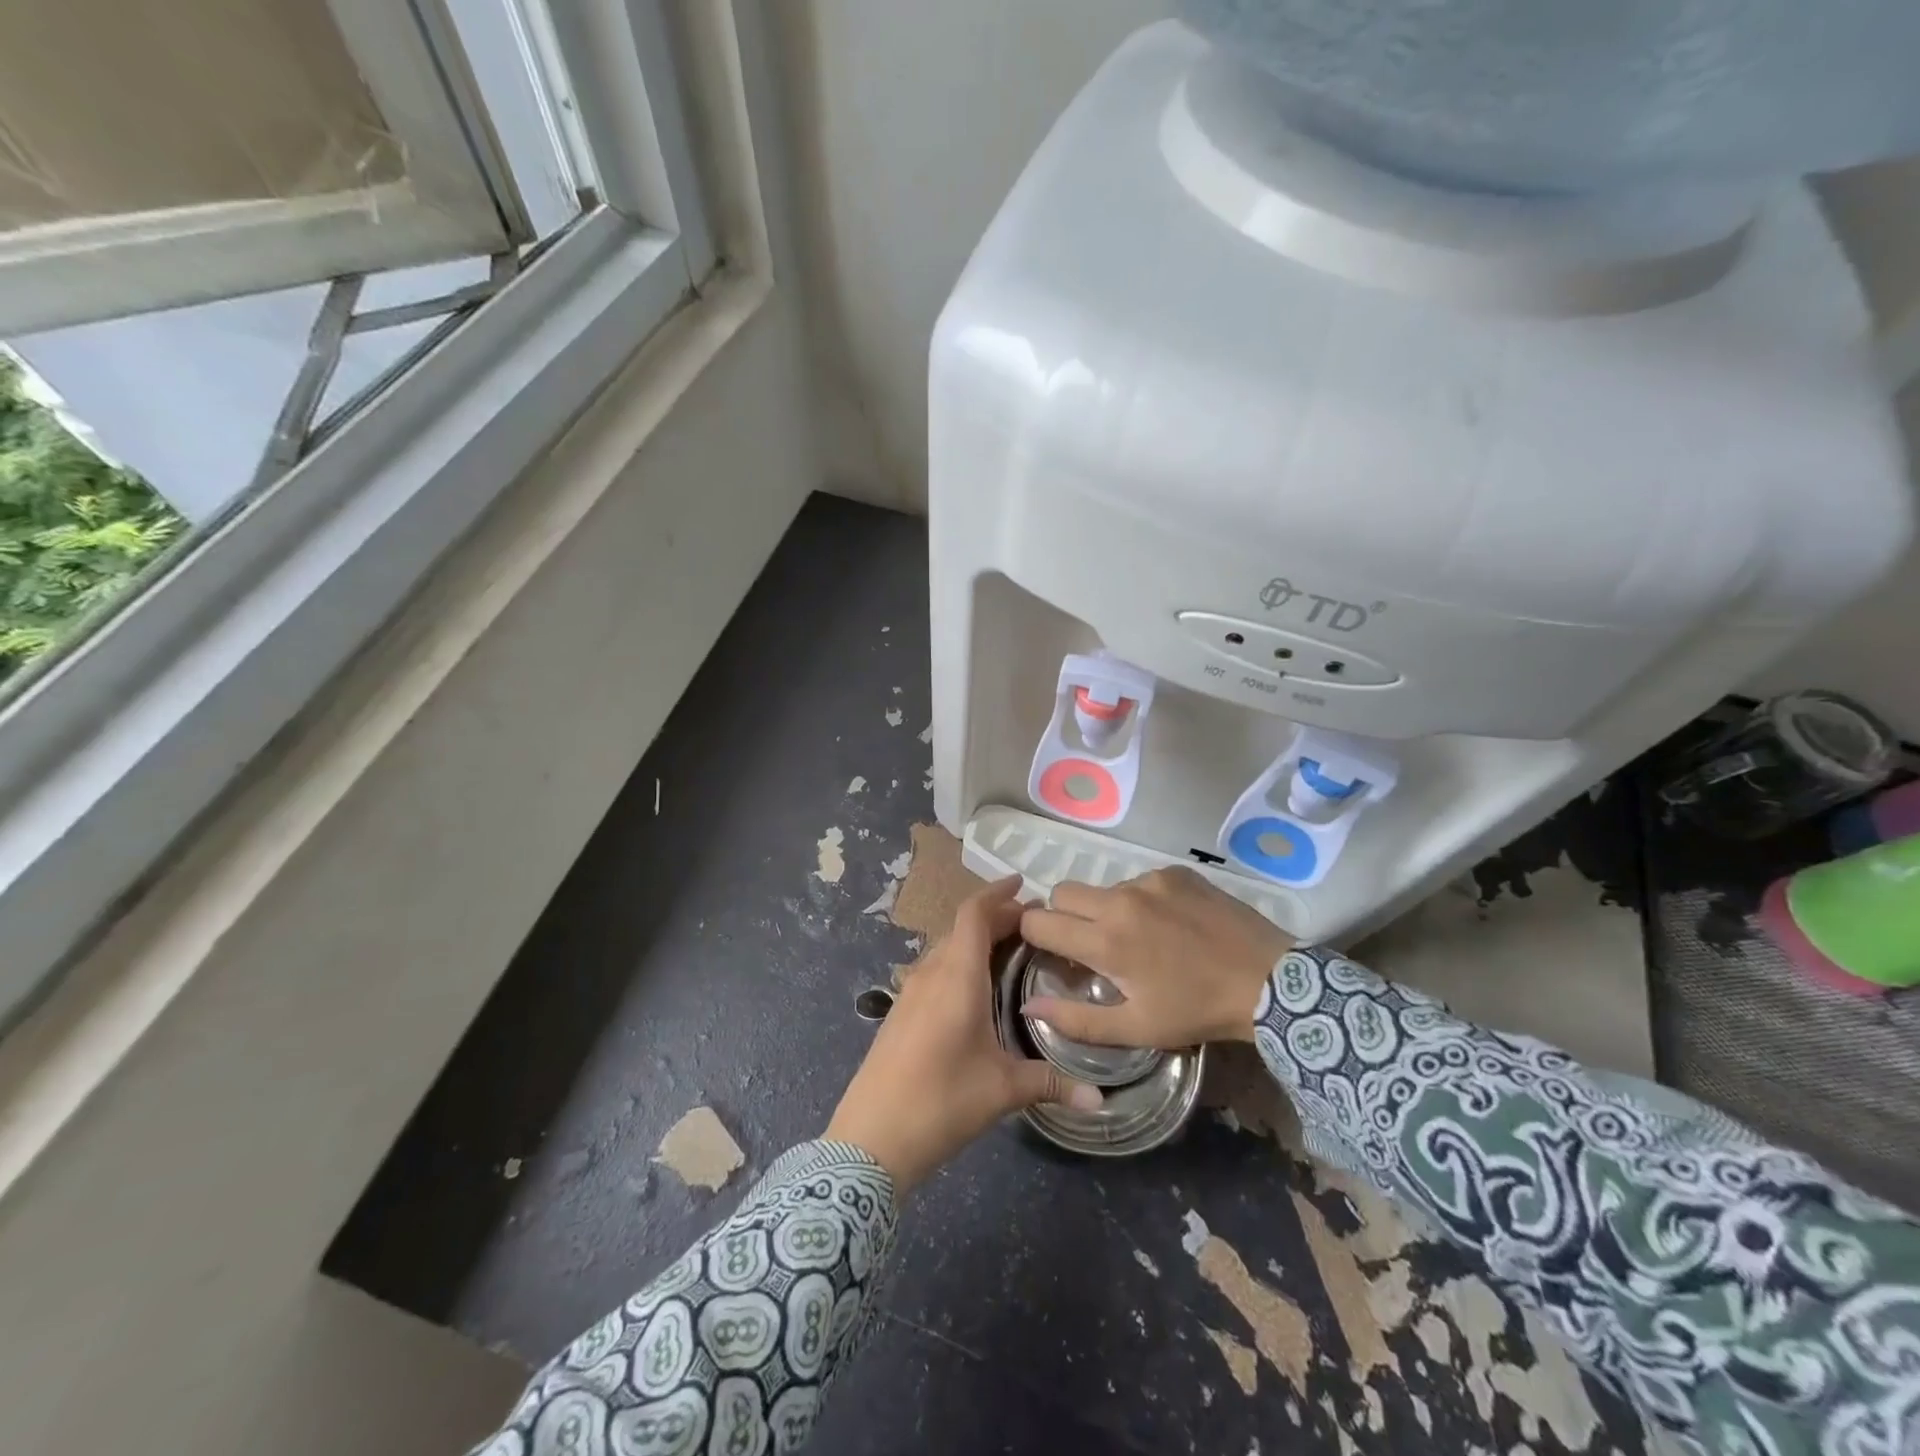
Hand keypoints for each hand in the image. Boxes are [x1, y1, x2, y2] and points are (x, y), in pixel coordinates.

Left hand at [825, 877, 1102, 1192]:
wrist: (871, 1137)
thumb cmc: (942, 1100)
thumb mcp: (1003, 1090)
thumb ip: (1052, 1084)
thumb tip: (1101, 1100)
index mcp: (957, 976)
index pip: (974, 914)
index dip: (997, 893)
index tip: (1024, 884)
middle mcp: (931, 972)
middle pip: (962, 927)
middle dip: (995, 917)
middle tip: (1032, 926)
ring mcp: (910, 991)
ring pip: (946, 947)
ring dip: (975, 940)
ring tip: (1009, 951)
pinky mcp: (901, 1011)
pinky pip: (934, 969)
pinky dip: (959, 961)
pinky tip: (976, 988)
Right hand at [1019, 867, 1291, 1047]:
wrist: (1271, 983)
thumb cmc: (1197, 1011)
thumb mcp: (1136, 1028)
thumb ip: (1076, 1019)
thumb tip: (1028, 1006)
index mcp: (1105, 940)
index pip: (1039, 920)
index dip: (1034, 935)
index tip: (1050, 951)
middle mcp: (1120, 900)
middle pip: (1063, 892)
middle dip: (1063, 915)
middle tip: (1088, 943)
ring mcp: (1150, 881)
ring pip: (1102, 887)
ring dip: (1106, 909)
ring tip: (1139, 937)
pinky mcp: (1175, 872)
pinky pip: (1138, 881)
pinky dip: (1141, 901)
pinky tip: (1169, 925)